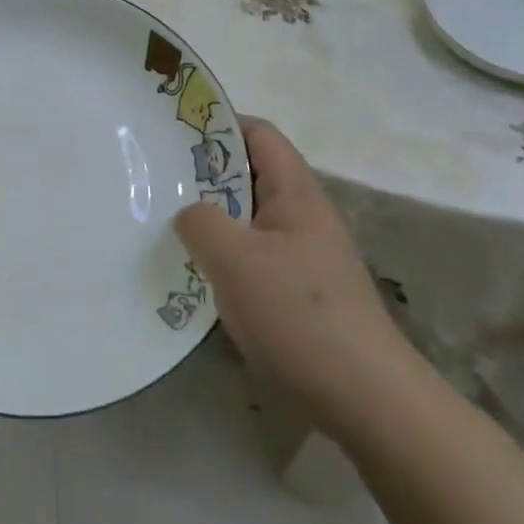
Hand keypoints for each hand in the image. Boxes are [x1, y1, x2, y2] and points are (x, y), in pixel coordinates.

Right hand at [174, 117, 410, 436]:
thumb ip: (201, 222)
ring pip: (248, 220)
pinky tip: (196, 276)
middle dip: (204, 175)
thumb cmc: (298, 314)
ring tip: (165, 226)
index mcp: (295, 193)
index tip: (173, 133)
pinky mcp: (299, 294)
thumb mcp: (236, 260)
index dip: (219, 124)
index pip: (258, 134)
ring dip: (211, 220)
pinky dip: (223, 257)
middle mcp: (302, 216)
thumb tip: (188, 213)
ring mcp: (303, 257)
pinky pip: (253, 258)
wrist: (366, 398)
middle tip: (157, 181)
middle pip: (251, 176)